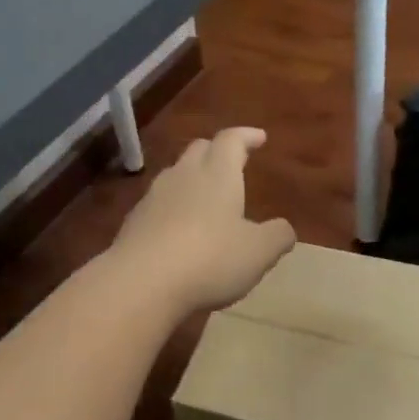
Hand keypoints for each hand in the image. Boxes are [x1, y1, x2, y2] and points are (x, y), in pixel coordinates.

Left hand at [108, 127, 296, 312]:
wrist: (140, 282)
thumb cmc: (209, 259)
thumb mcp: (258, 252)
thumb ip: (277, 237)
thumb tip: (285, 229)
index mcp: (217, 174)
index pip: (231, 140)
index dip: (246, 136)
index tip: (259, 138)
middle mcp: (183, 176)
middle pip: (199, 150)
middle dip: (217, 151)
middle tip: (232, 162)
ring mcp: (153, 197)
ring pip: (175, 175)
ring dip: (192, 179)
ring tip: (207, 197)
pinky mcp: (133, 222)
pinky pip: (158, 204)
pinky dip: (173, 208)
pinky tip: (179, 229)